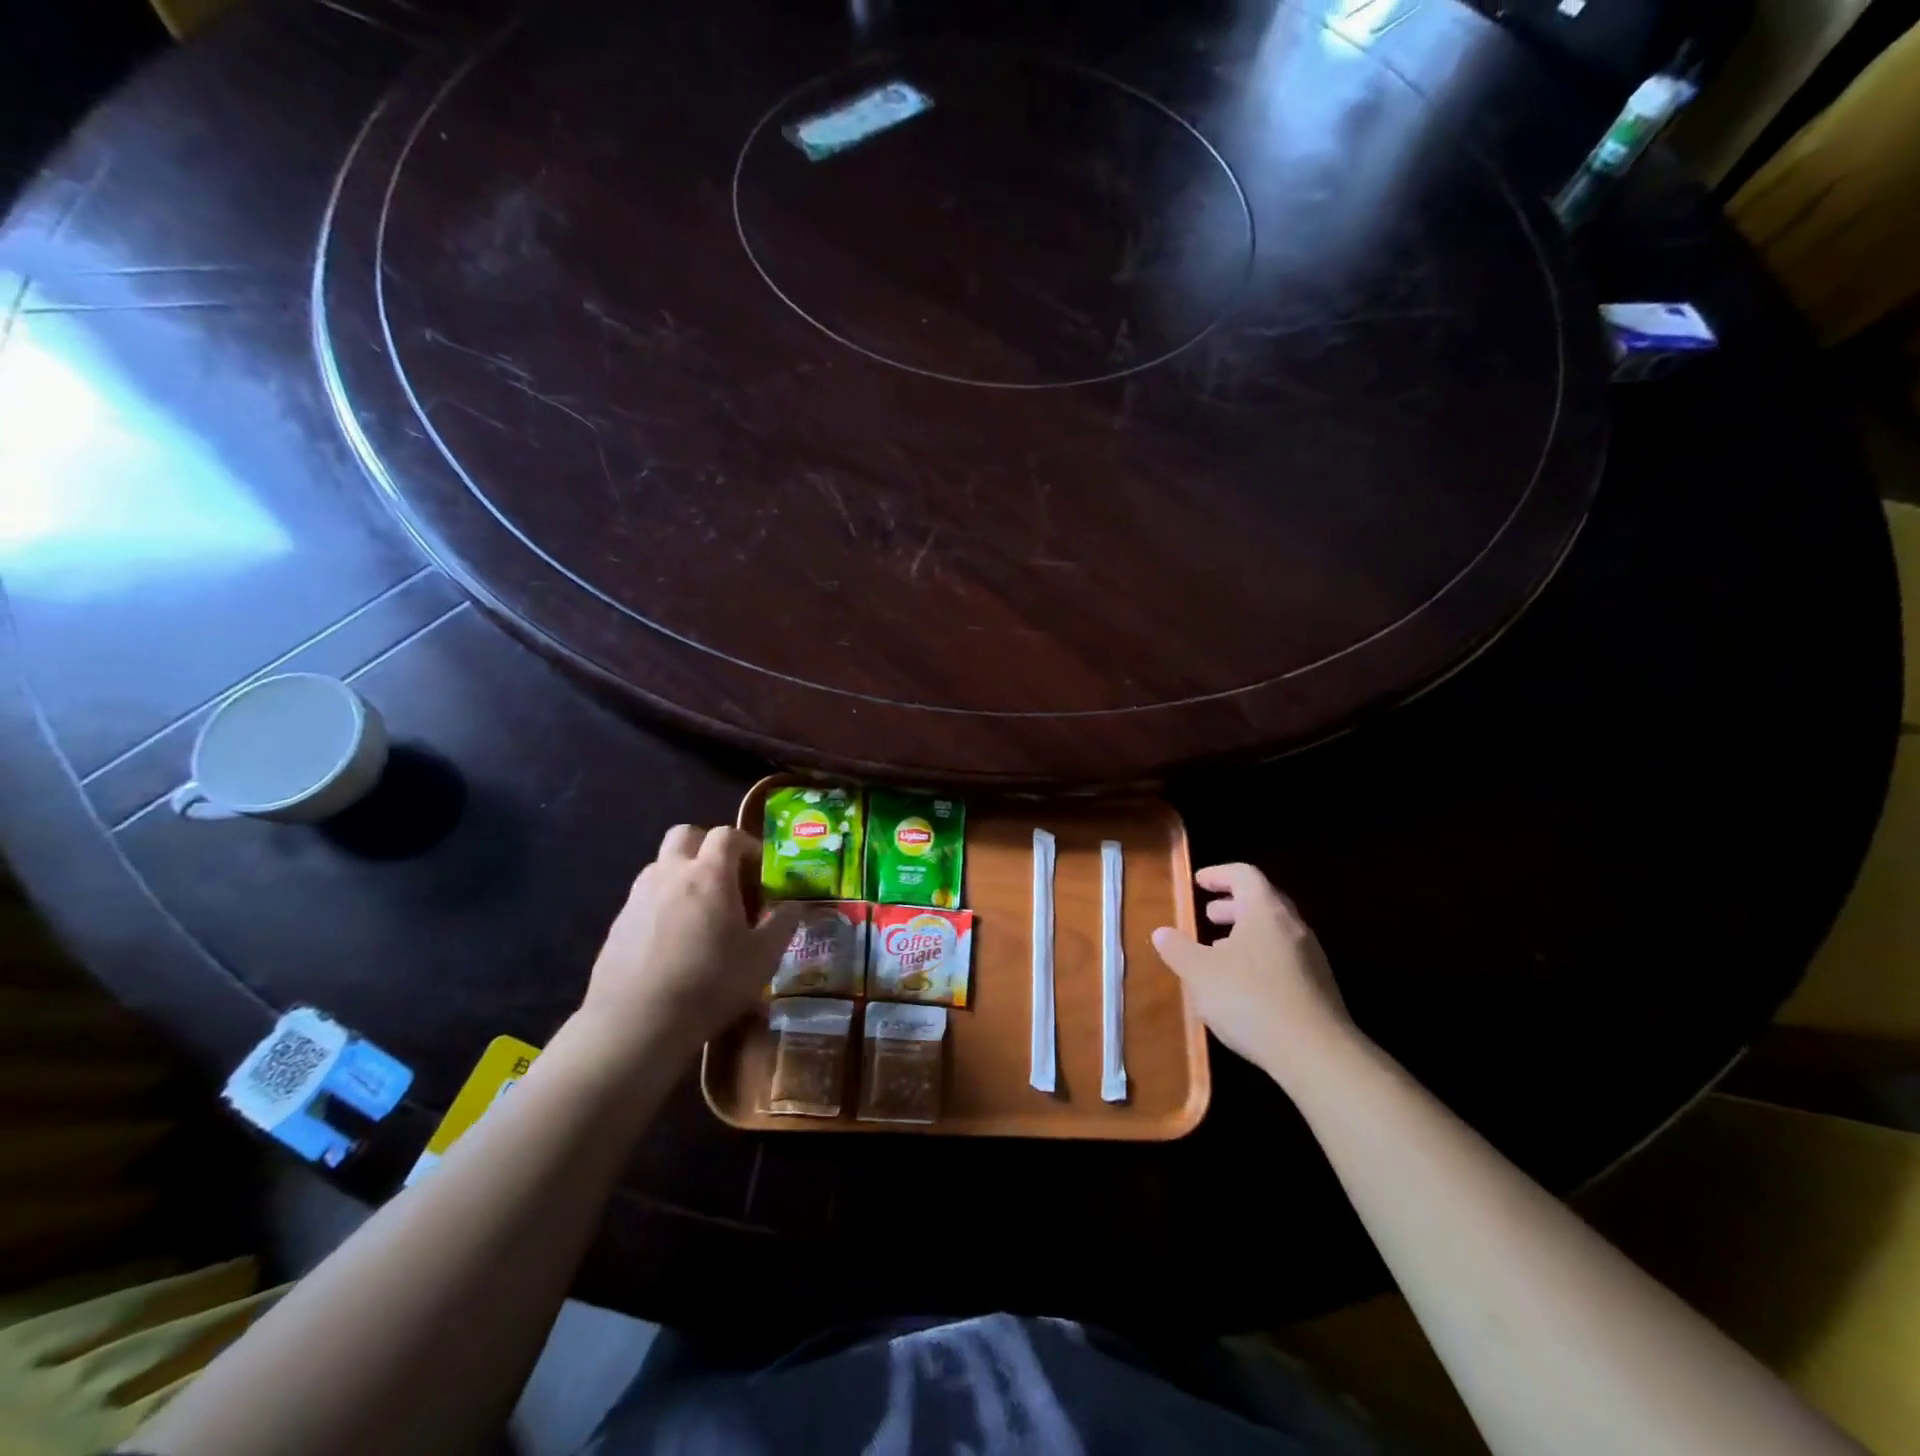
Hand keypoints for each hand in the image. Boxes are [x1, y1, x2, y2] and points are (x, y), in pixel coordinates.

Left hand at [572, 825, 801, 1069]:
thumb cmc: (710, 984)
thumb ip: (782, 925)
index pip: (727, 835)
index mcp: (709, 874)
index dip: (746, 844)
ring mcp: (638, 896)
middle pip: (685, 835)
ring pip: (661, 865)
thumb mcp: (762, 958)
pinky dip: (662, 903)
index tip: (760, 866)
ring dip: (682, 873)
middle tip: (725, 875)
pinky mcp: (618, 922)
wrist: (635, 1024)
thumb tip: (794, 906)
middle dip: (706, 845)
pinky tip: (673, 939)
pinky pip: (645, 897)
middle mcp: (670, 873)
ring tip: (700, 909)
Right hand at [1151, 864, 1356, 1083]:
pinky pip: (1284, 958)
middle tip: (1208, 915)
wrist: (1316, 1054)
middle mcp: (1293, 926)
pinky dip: (1260, 958)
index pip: (1244, 874)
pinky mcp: (1318, 988)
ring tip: (1220, 951)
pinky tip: (1243, 985)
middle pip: (1262, 901)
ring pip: (1274, 932)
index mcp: (1266, 910)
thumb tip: (1162, 933)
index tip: (1198, 882)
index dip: (1219, 874)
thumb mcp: (1200, 973)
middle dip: (1232, 905)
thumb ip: (1178, 949)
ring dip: (1245, 934)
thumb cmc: (1251, 999)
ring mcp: (1311, 957)